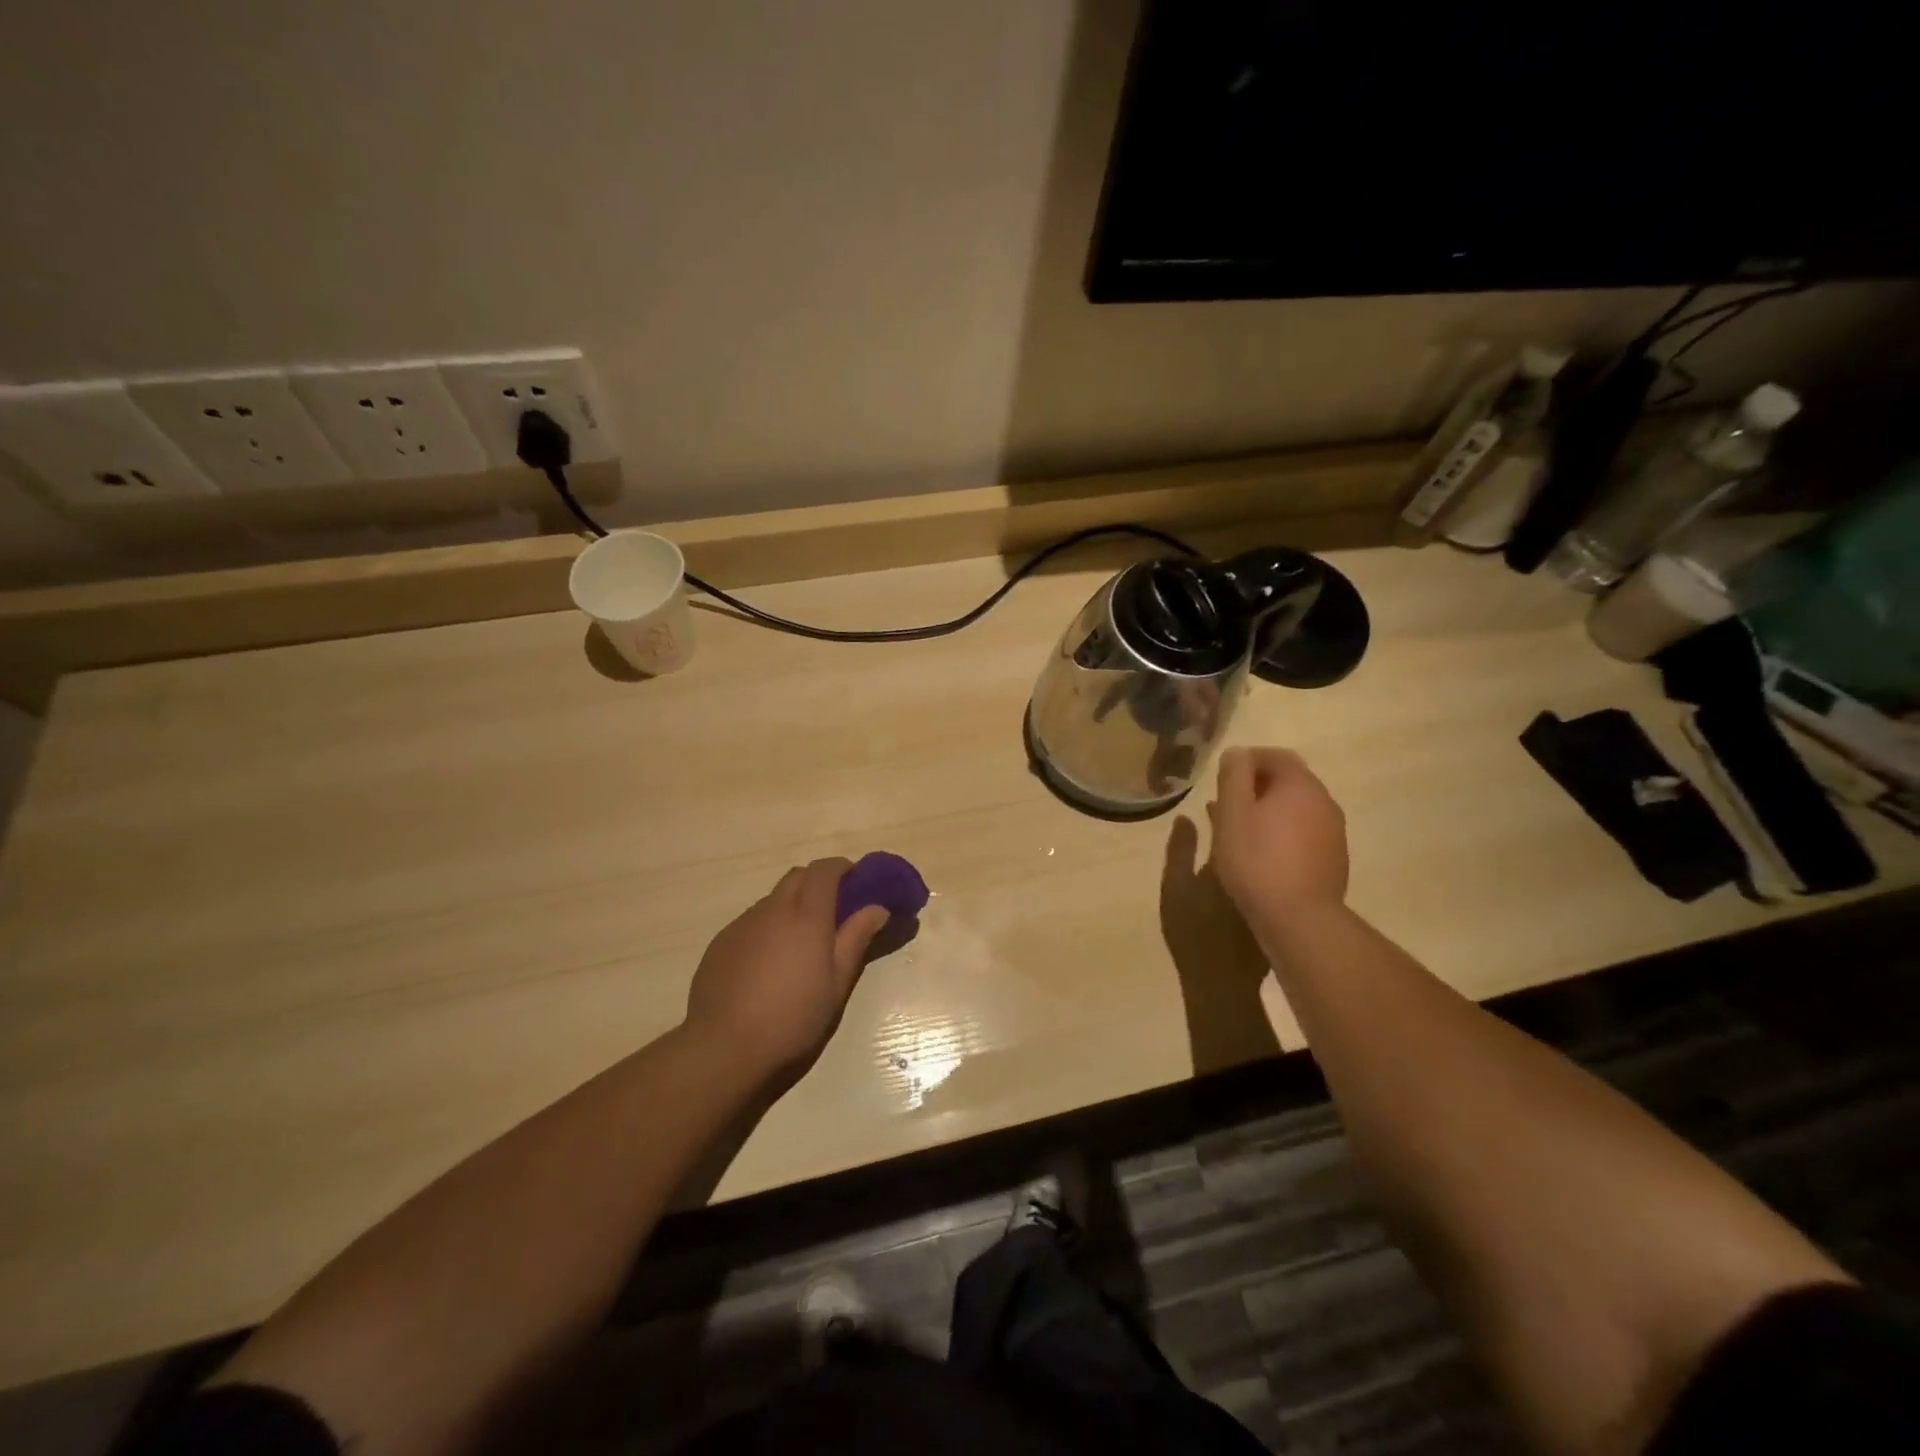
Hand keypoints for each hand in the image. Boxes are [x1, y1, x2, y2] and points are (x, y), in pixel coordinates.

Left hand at [684, 859, 891, 1078]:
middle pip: (797, 876)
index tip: (856, 880)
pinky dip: (769, 927)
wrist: (723, 1046)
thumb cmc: (792, 1017)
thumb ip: (856, 938)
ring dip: (792, 905)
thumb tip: (877, 908)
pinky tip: (769, 962)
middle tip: (834, 908)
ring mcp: (743, 923)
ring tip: (801, 942)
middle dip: (818, 881)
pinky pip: (752, 921)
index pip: (824, 870)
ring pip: (773, 899)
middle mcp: (773, 909)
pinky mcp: (722, 941)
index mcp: (806, 915)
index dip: (842, 867)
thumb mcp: (836, 983)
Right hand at [1209, 748, 1349, 926]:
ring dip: (1270, 811)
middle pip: (1289, 781)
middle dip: (1257, 786)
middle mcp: (1324, 801)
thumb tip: (1237, 753)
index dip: (1247, 760)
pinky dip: (1283, 832)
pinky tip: (1264, 854)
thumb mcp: (1232, 813)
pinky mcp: (1334, 858)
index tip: (1223, 776)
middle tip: (1228, 804)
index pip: (1276, 755)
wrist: (1300, 918)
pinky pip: (1305, 832)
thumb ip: (1233, 776)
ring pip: (1297, 808)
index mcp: (1300, 784)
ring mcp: (1334, 831)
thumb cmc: (1256, 859)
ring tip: (1241, 831)